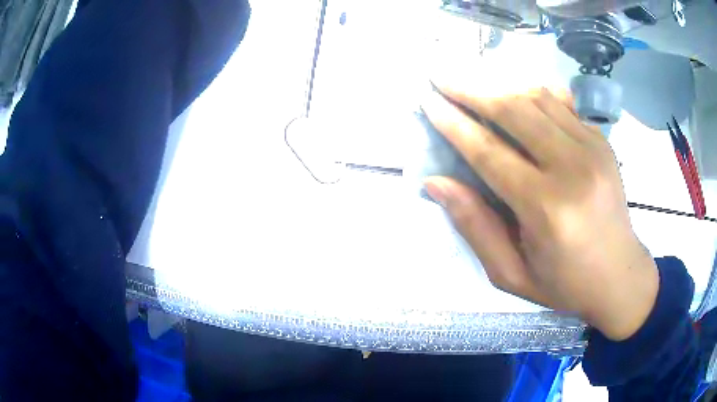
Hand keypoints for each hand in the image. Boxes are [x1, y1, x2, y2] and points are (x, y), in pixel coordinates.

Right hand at [421, 80, 658, 340]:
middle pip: (513, 110)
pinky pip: (561, 103)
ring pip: (537, 97)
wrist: (619, 276)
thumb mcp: (510, 273)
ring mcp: (592, 148)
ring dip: (499, 85)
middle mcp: (572, 168)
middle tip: (442, 76)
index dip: (453, 123)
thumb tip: (436, 182)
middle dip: (471, 89)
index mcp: (547, 208)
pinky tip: (513, 91)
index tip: (427, 100)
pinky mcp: (601, 141)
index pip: (489, 152)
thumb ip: (475, 226)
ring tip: (472, 80)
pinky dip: (531, 92)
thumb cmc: (563, 284)